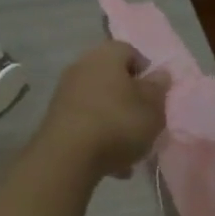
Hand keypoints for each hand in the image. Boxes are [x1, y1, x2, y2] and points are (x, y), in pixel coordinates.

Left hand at [37, 40, 170, 178]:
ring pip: (100, 103)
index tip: (156, 96)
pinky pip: (85, 122)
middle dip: (130, 100)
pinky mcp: (55, 117)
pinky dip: (98, 136)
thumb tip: (160, 74)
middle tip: (144, 122)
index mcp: (107, 55)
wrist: (67, 156)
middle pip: (113, 78)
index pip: (131, 52)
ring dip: (115, 122)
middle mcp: (82, 65)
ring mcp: (65, 91)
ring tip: (130, 150)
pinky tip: (111, 163)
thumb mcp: (152, 108)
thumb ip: (158, 89)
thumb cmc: (118, 123)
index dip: (146, 73)